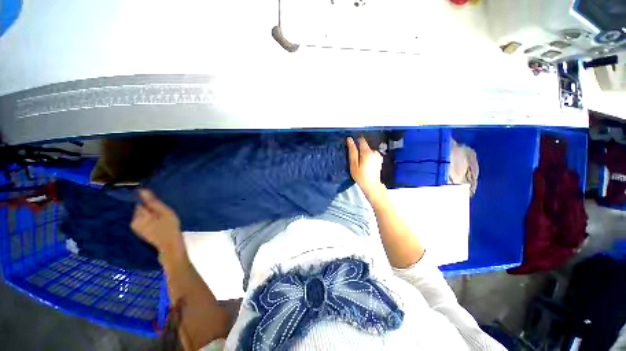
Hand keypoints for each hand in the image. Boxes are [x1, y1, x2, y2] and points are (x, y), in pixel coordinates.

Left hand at [131, 189, 183, 256]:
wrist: (171, 245)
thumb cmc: (170, 227)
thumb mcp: (164, 212)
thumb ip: (153, 202)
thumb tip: (142, 190)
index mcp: (138, 217)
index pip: (141, 203)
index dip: (151, 202)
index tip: (161, 205)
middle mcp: (134, 222)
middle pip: (142, 209)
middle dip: (151, 209)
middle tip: (164, 213)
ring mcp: (137, 228)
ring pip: (144, 215)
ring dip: (152, 214)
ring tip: (163, 218)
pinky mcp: (141, 232)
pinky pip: (145, 221)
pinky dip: (152, 220)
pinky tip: (160, 223)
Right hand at [347, 136, 385, 201]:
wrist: (372, 185)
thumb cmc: (361, 176)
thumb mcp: (353, 164)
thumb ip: (352, 151)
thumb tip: (349, 139)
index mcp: (367, 151)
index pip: (361, 140)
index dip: (356, 142)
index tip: (352, 148)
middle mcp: (374, 151)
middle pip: (365, 146)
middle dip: (360, 151)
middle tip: (356, 161)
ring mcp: (378, 156)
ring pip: (368, 151)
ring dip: (364, 155)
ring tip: (361, 165)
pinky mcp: (379, 160)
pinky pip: (372, 155)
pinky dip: (368, 158)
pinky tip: (366, 166)